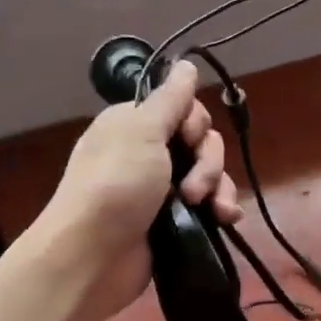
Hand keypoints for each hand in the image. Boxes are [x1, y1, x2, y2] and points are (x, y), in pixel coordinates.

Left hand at [39, 59, 243, 320]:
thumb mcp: (142, 131)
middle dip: (207, 161)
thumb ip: (171, 98)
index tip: (188, 138)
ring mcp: (161, 188)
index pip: (183, 107)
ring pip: (209, 172)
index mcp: (135, 124)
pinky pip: (210, 202)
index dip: (195, 122)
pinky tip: (226, 219)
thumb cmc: (115, 184)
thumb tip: (186, 63)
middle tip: (190, 187)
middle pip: (201, 141)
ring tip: (208, 209)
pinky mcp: (174, 219)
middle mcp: (148, 151)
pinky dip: (220, 208)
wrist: (94, 258)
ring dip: (216, 187)